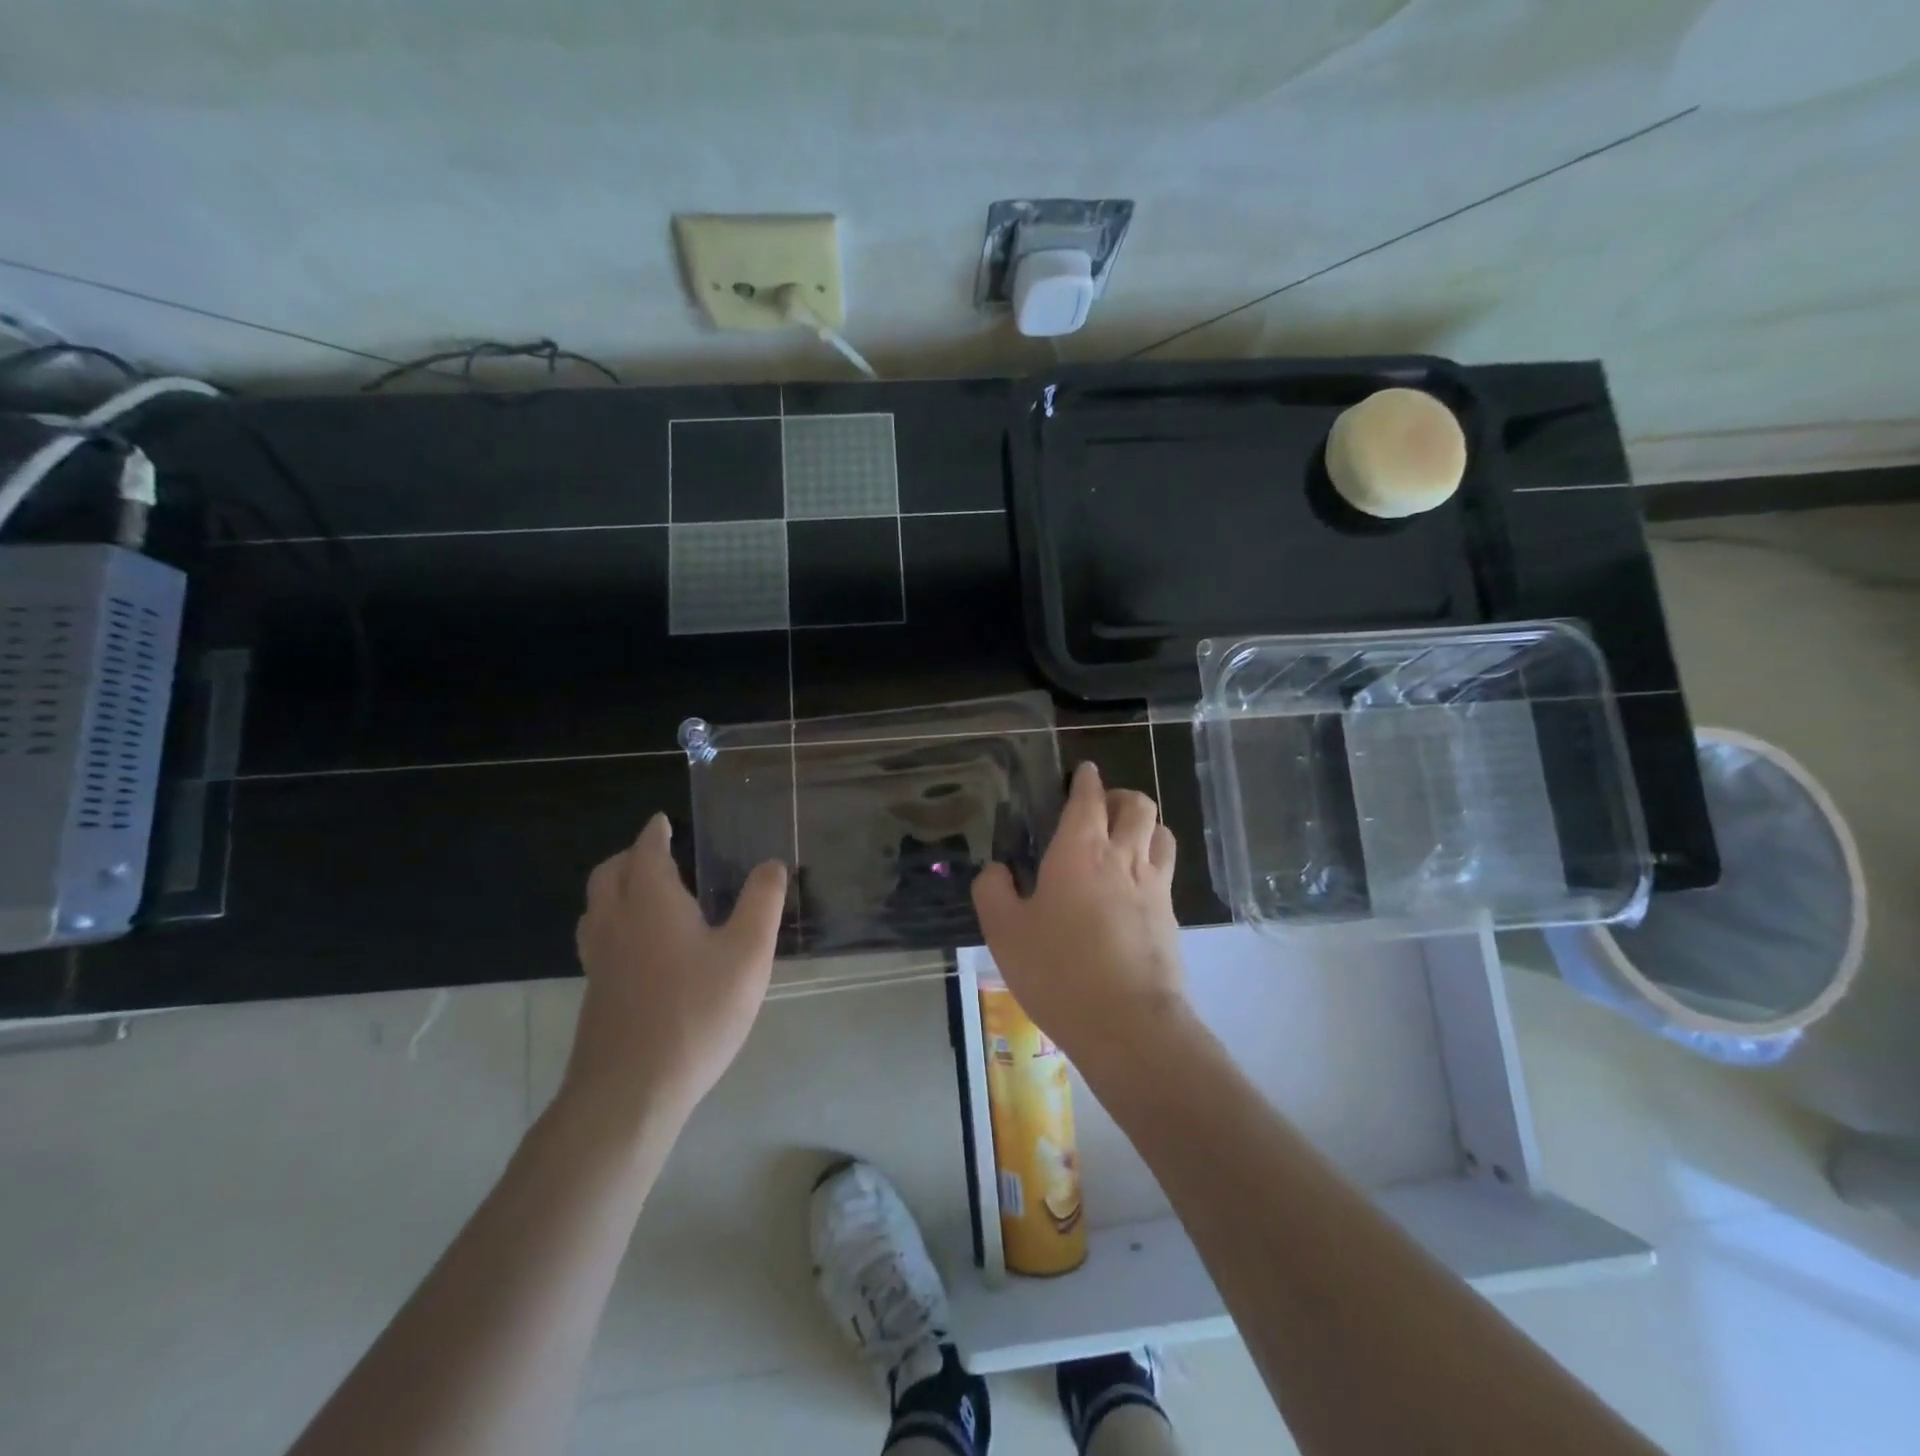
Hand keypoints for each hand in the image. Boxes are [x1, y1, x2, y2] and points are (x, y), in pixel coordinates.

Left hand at [565, 813, 787, 1125]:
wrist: (630, 1090)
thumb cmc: (696, 1011)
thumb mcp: (748, 953)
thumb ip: (762, 902)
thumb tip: (771, 864)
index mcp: (650, 901)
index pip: (646, 851)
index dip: (655, 833)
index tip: (662, 822)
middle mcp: (616, 922)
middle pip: (609, 874)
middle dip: (630, 856)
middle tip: (655, 854)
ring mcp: (599, 961)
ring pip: (596, 907)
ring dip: (616, 888)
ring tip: (644, 894)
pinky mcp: (595, 994)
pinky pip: (598, 939)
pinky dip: (613, 922)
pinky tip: (641, 949)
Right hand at [971, 762, 1185, 1068]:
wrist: (1128, 1023)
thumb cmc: (1058, 970)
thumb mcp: (1004, 932)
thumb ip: (993, 891)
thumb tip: (996, 870)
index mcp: (1080, 850)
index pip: (1089, 798)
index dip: (1086, 780)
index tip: (1084, 772)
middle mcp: (1123, 856)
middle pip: (1138, 805)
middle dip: (1120, 796)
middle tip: (1102, 808)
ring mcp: (1154, 885)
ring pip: (1161, 832)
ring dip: (1144, 824)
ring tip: (1125, 838)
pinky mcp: (1171, 916)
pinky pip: (1166, 870)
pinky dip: (1153, 860)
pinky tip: (1135, 884)